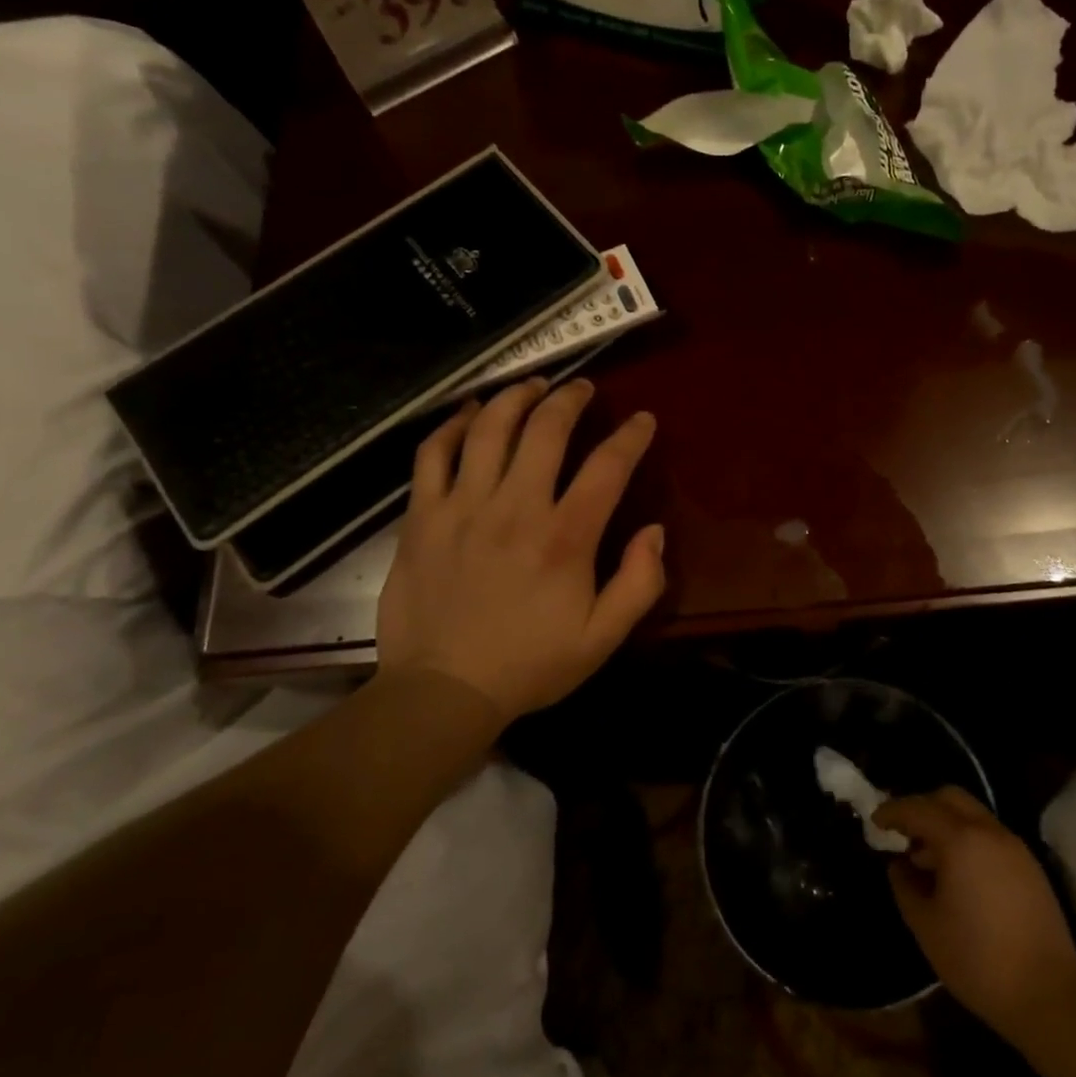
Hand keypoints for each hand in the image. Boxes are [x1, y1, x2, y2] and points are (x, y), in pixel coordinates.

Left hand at [375, 378, 664, 721]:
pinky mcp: (422, 516)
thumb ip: (640, 583)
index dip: (631, 436)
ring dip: (516, 397)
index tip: (642, 420)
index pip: (607, 467)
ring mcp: (462, 507)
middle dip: (570, 399)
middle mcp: (515, 509)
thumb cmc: (529, 665)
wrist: (442, 691)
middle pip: (546, 430)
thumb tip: (653, 531)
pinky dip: (453, 425)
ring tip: (533, 385)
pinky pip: (433, 453)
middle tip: (582, 388)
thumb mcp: (603, 638)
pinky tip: (470, 413)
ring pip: (490, 429)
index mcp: (565, 538)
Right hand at [874, 787, 1075, 1044]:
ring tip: (928, 859)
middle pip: (949, 797)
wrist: (1050, 998)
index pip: (918, 808)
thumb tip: (899, 865)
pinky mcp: (1030, 867)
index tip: (875, 822)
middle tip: (903, 833)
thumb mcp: (926, 926)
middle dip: (922, 808)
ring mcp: (1014, 847)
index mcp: (960, 840)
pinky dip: (967, 839)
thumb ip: (905, 886)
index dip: (892, 811)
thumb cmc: (978, 961)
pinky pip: (990, 835)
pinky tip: (959, 875)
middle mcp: (989, 832)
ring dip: (946, 824)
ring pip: (972, 815)